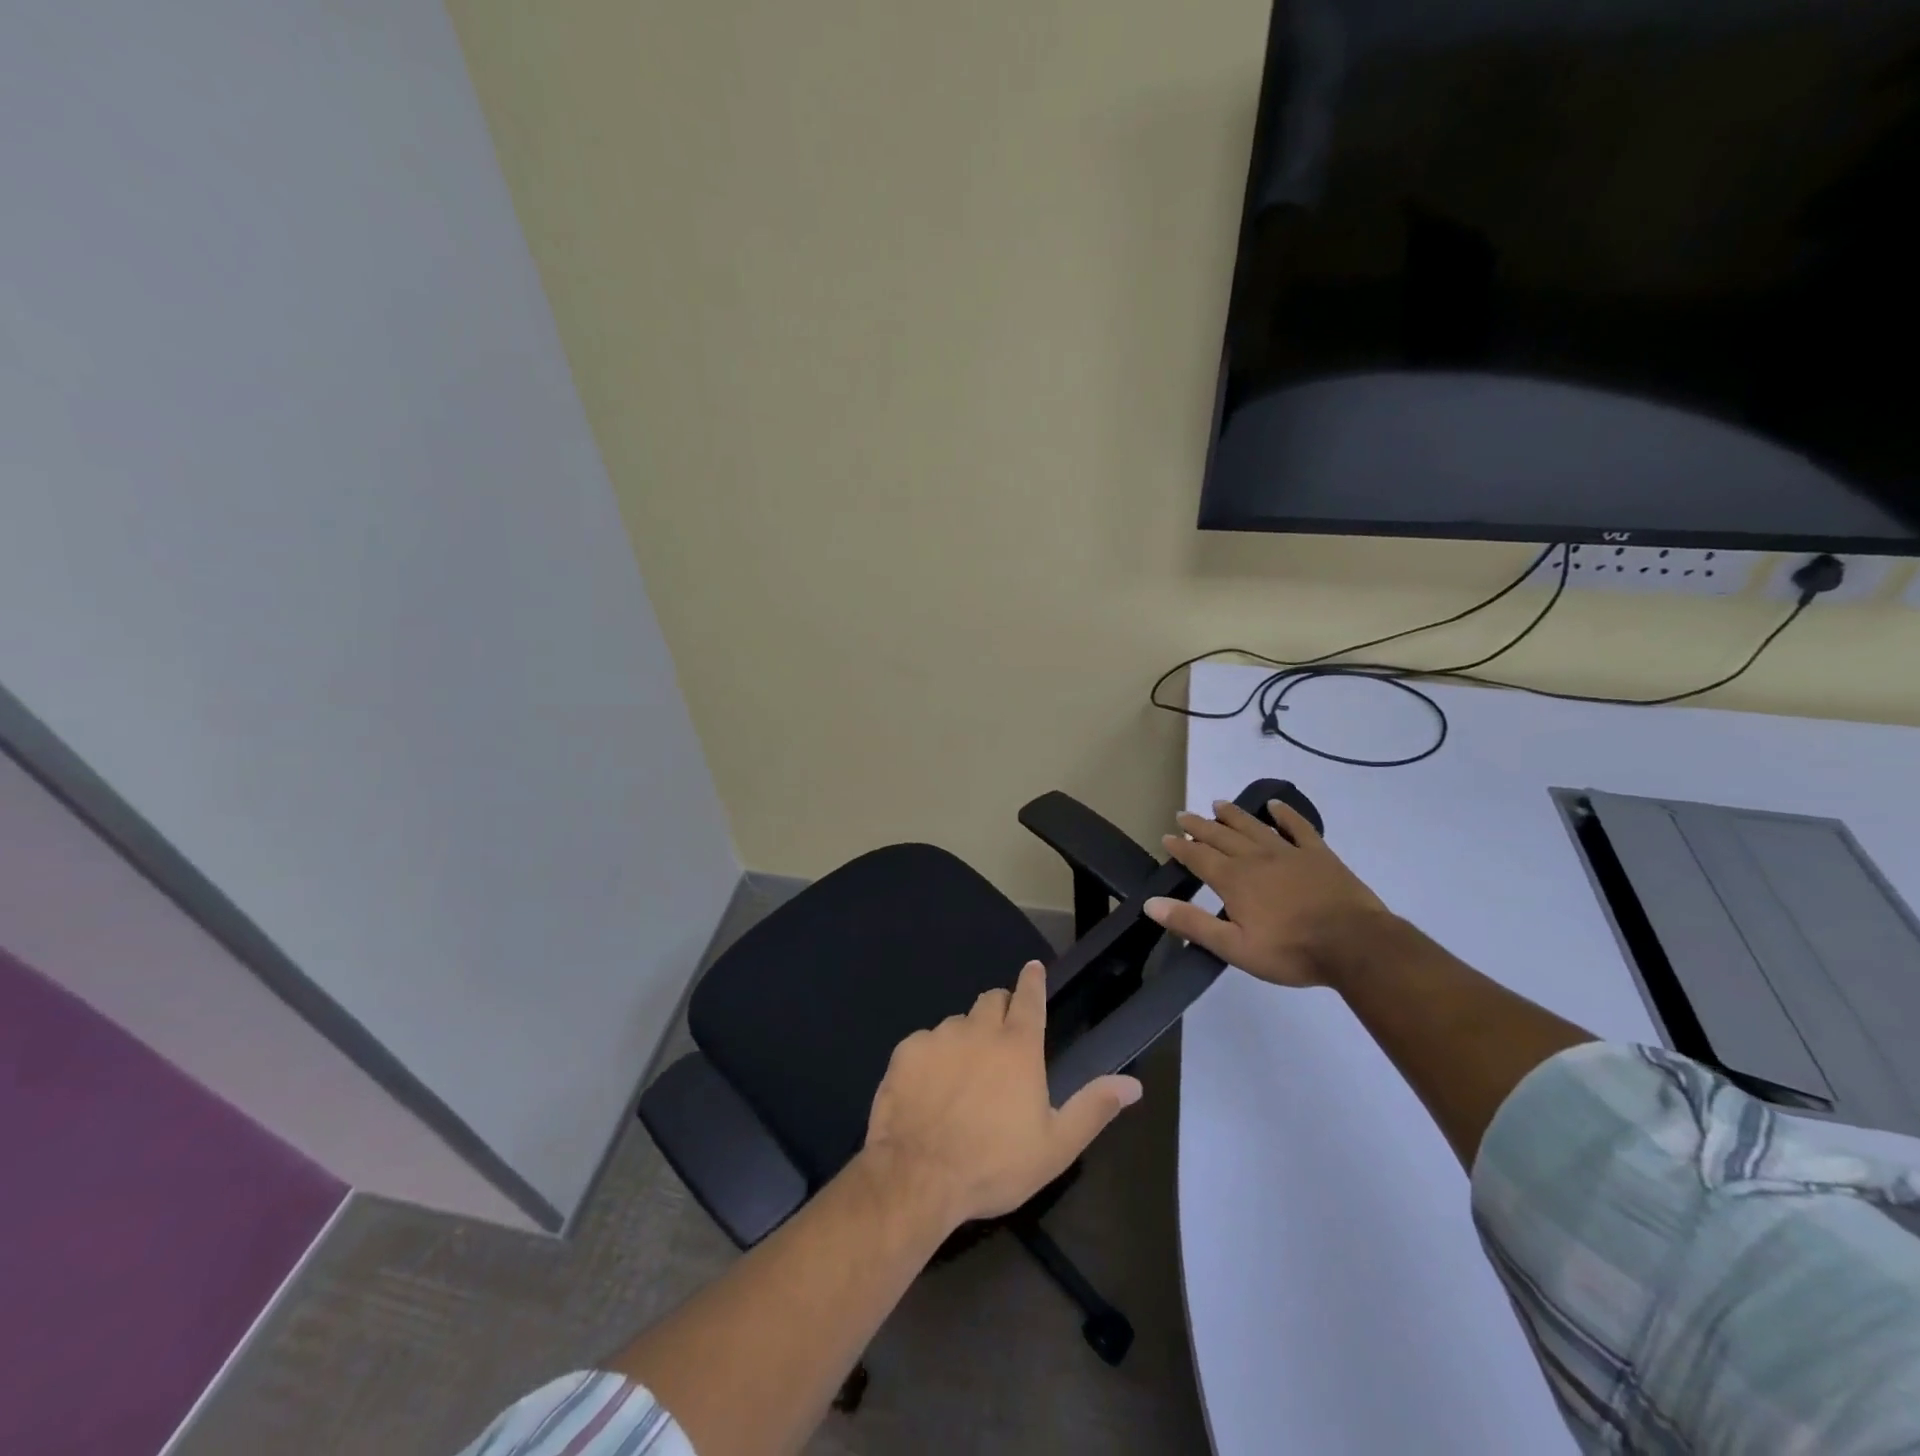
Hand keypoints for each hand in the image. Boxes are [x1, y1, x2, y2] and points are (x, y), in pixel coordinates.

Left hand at [861, 960, 1142, 1228]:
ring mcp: (939, 1036)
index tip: (1033, 967)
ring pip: (957, 1023)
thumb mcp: (1056, 1146)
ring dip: (965, 1039)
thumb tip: (1133, 1084)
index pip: (1029, 998)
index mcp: (1018, 1046)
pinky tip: (928, 1089)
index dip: (1033, 981)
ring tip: (961, 1077)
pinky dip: (931, 1058)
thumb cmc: (994, 1164)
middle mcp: (979, 1029)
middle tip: (1000, 1040)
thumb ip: (1093, 1108)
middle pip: (992, 1000)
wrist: (917, 1176)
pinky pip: (924, 1043)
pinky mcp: (906, 1051)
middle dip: (1000, 1010)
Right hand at [1145, 798, 1390, 987]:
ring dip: (1233, 815)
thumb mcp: (1235, 947)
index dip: (1181, 847)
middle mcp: (1256, 858)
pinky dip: (1285, 814)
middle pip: (1222, 836)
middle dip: (1200, 826)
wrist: (1355, 944)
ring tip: (1218, 803)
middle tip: (1183, 815)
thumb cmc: (1291, 951)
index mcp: (1234, 880)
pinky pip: (1298, 828)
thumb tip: (1151, 903)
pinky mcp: (1319, 855)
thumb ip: (1192, 923)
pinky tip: (1276, 805)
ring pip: (1254, 827)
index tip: (1167, 837)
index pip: (1199, 857)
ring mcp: (1289, 853)